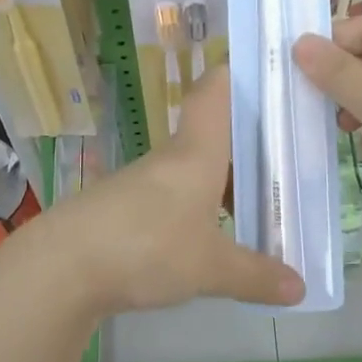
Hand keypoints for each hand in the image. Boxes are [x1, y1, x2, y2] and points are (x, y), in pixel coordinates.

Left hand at [26, 66, 303, 317]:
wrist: (60, 268)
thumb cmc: (147, 246)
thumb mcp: (210, 267)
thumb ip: (255, 275)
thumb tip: (301, 288)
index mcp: (197, 151)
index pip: (216, 90)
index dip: (241, 73)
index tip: (272, 74)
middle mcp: (170, 158)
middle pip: (212, 133)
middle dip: (248, 142)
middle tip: (289, 157)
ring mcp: (142, 183)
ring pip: (193, 168)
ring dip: (222, 181)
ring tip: (258, 204)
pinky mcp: (122, 210)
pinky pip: (172, 198)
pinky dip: (197, 208)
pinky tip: (210, 237)